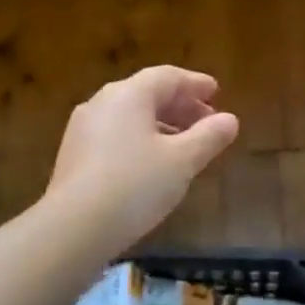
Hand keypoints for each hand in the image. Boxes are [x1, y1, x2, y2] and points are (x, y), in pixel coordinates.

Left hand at [44, 66, 238, 252]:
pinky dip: (140, 139)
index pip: (168, 77)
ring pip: (130, 116)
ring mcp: (83, 128)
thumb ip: (209, 137)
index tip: (216, 92)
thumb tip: (231, 120)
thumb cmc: (135, 185)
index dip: (195, 83)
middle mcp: (102, 102)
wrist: (73, 228)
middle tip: (207, 122)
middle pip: (147, 94)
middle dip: (181, 106)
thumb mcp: (182, 161)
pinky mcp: (73, 154)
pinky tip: (152, 164)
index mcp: (129, 94)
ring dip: (162, 124)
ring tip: (185, 146)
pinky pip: (115, 135)